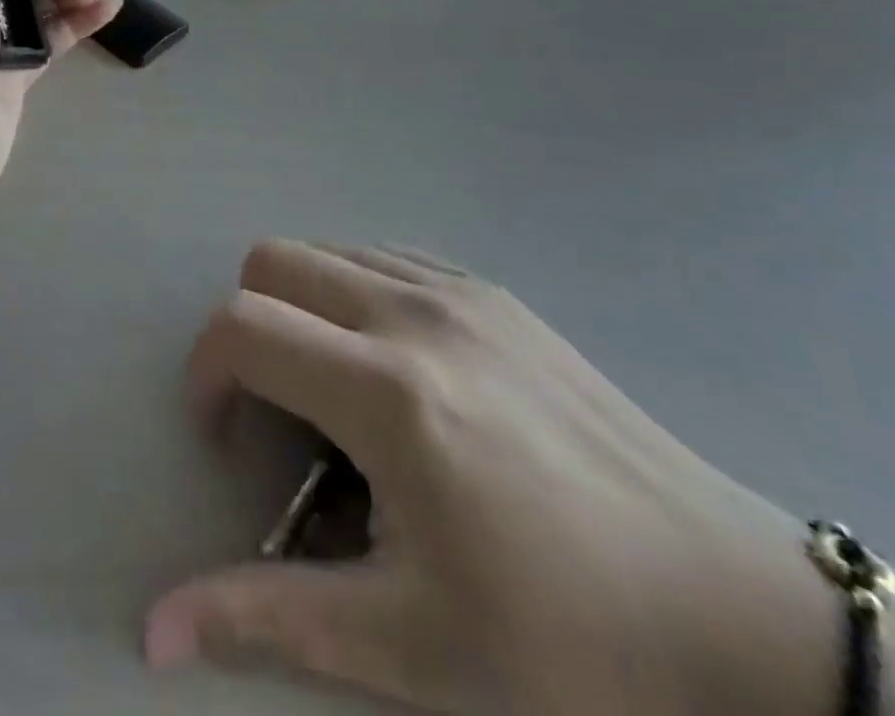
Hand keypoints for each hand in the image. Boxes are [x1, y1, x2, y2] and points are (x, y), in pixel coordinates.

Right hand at [147, 241, 836, 715]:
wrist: (744, 615)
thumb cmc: (571, 643)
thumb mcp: (408, 646)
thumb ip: (266, 618)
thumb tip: (150, 630)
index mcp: (388, 392)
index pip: (243, 327)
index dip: (207, 374)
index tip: (224, 436)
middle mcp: (413, 313)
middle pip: (272, 260)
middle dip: (247, 327)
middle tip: (276, 411)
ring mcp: (458, 289)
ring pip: (326, 249)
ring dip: (300, 306)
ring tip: (333, 391)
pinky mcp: (493, 291)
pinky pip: (383, 257)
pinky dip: (353, 292)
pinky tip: (393, 368)